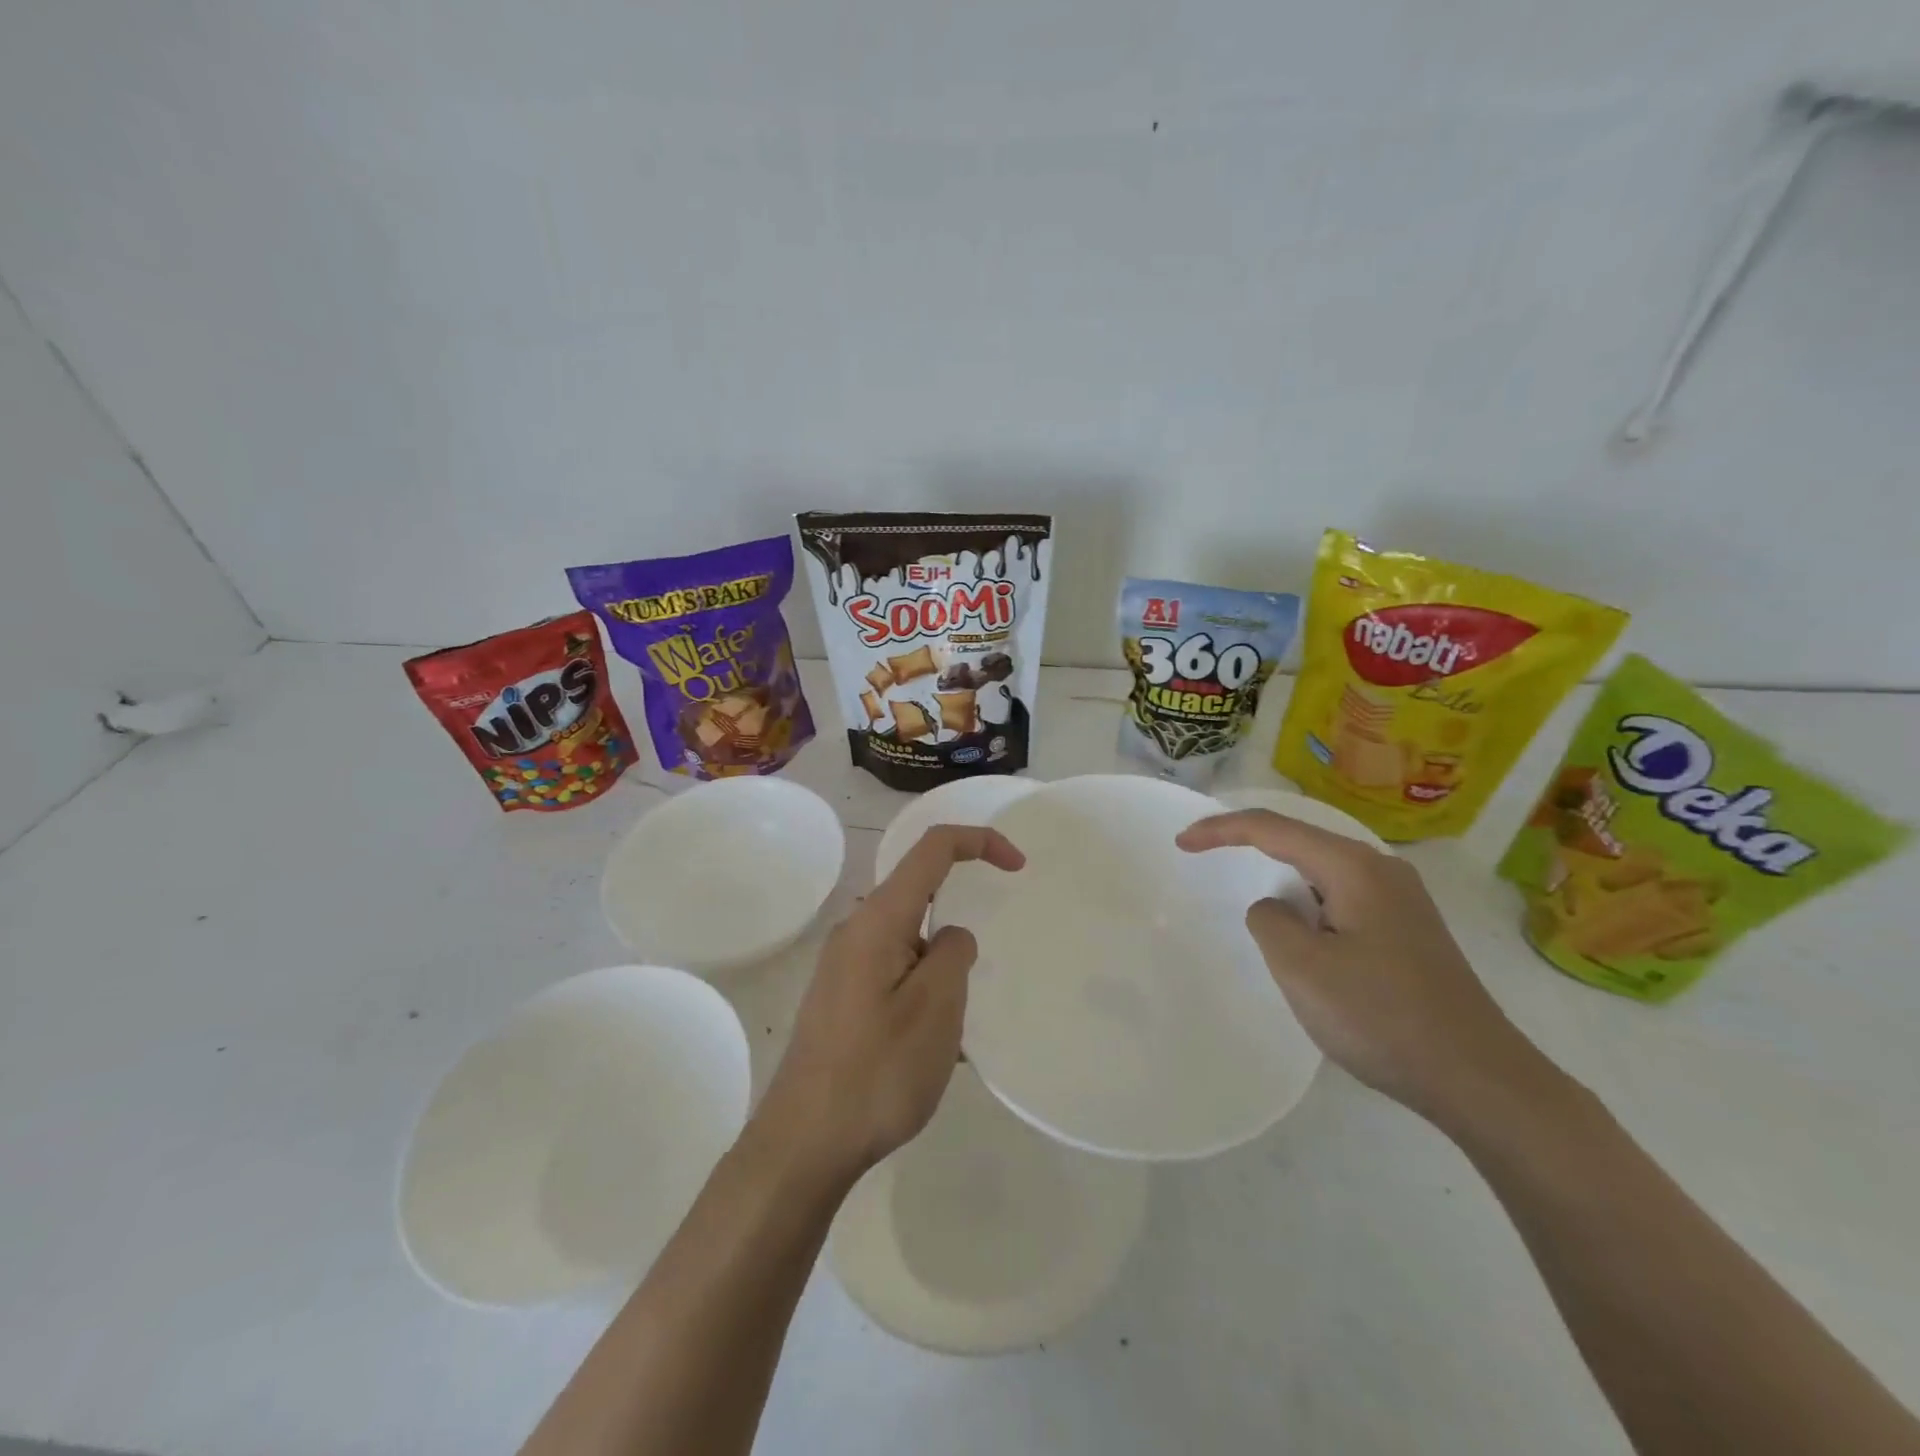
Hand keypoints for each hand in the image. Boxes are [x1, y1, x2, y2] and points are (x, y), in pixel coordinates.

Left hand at [756, 824, 1024, 1181]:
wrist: (803, 1144)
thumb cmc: (877, 1071)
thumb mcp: (937, 1008)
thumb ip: (953, 954)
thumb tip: (949, 937)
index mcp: (877, 920)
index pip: (932, 849)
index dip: (979, 842)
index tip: (1018, 867)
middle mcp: (855, 932)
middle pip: (919, 900)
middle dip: (956, 938)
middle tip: (966, 1000)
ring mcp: (842, 967)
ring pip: (910, 947)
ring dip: (939, 980)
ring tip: (946, 1042)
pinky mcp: (839, 999)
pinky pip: (893, 978)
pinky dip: (920, 999)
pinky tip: (924, 1055)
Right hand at [1177, 809, 1546, 1126]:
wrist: (1480, 1079)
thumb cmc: (1382, 1017)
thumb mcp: (1302, 968)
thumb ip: (1269, 921)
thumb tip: (1276, 909)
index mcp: (1354, 867)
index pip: (1273, 828)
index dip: (1221, 829)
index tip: (1182, 844)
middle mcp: (1381, 870)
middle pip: (1301, 841)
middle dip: (1250, 846)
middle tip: (1206, 857)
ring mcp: (1402, 899)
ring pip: (1323, 872)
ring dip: (1282, 880)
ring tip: (1251, 900)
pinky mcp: (1410, 929)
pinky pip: (1342, 898)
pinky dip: (1309, 904)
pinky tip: (1304, 935)